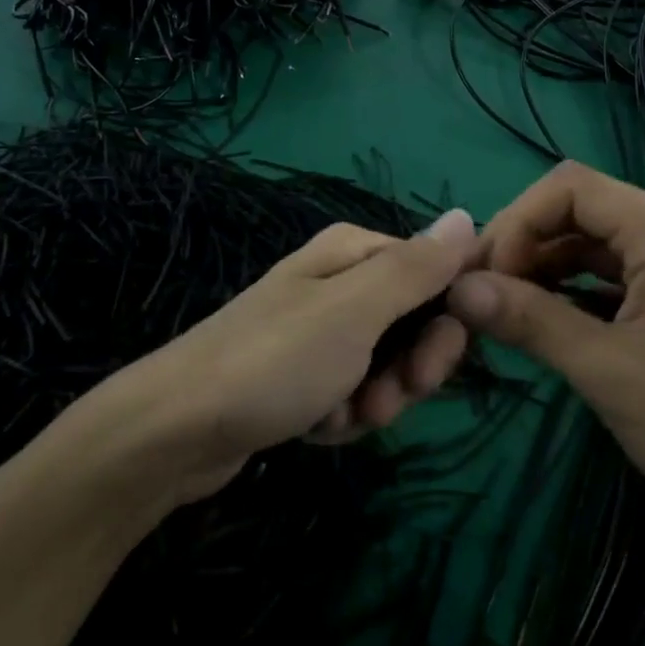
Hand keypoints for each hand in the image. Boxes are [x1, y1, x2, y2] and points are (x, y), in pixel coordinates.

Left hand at [68, 210, 478, 505]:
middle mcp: (338, 284)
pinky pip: (350, 394)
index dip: (446, 321)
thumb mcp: (356, 309)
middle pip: (412, 323)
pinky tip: (315, 426)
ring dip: (374, 400)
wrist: (177, 428)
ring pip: (385, 367)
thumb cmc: (276, 359)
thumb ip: (416, 267)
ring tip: (338, 415)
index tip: (433, 364)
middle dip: (408, 370)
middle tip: (385, 398)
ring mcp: (318, 332)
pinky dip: (342, 416)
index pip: (433, 274)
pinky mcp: (301, 376)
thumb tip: (467, 216)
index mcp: (353, 253)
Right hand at [447, 162, 644, 550]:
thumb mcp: (607, 371)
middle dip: (524, 244)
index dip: (517, 222)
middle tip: (482, 295)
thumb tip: (457, 289)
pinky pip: (613, 274)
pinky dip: (573, 290)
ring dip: (545, 268)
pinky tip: (548, 323)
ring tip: (506, 311)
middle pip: (578, 209)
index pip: (568, 187)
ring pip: (592, 242)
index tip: (486, 278)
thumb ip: (529, 320)